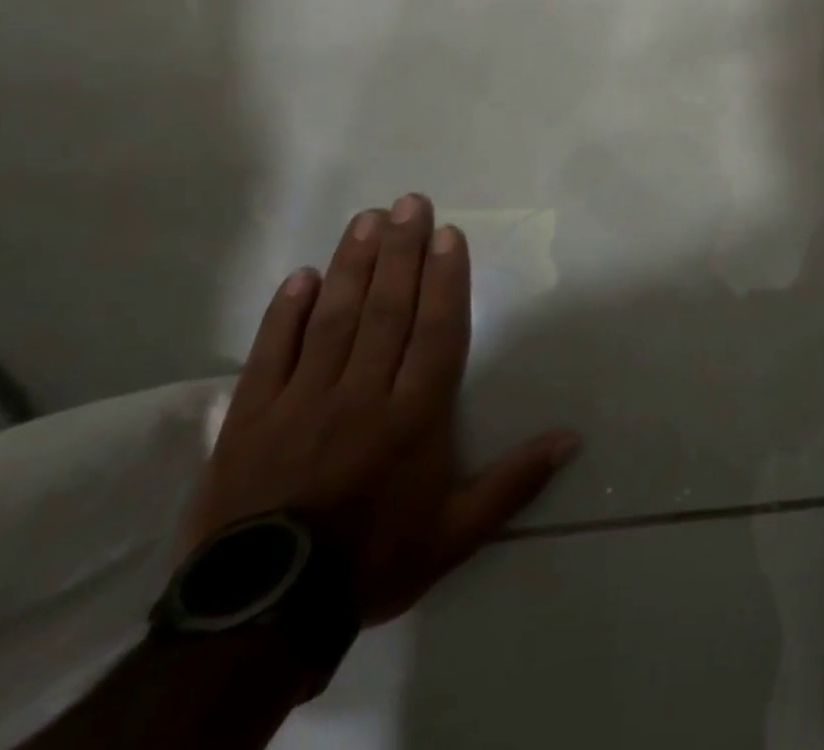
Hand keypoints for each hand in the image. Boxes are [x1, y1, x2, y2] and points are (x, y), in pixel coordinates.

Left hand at [180, 194, 579, 626]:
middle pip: (387, 310)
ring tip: (367, 220)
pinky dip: (285, 314)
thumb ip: (514, 482)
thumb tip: (573, 438)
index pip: (435, 331)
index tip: (448, 234)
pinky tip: (301, 276)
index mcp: (414, 415)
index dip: (445, 278)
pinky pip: (270, 355)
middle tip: (410, 203)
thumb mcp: (456, 533)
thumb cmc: (371, 561)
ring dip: (354, 266)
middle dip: (402, 251)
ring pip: (334, 320)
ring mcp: (302, 402)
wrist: (259, 620)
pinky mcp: (250, 419)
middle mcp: (362, 394)